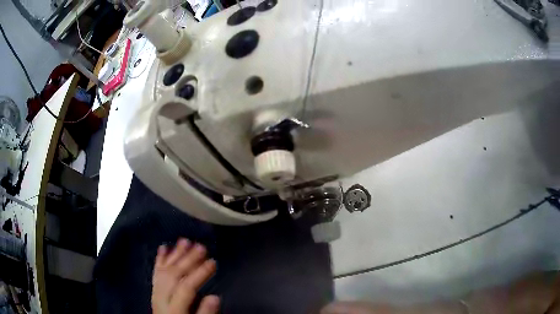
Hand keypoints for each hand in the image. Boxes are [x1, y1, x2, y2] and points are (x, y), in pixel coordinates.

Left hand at [152, 238, 219, 313]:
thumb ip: (205, 313)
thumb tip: (214, 296)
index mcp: (174, 308)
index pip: (186, 287)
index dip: (200, 273)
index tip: (213, 261)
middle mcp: (162, 298)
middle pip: (173, 275)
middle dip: (188, 260)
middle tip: (201, 246)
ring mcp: (156, 293)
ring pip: (163, 271)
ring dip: (174, 255)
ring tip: (185, 241)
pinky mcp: (154, 291)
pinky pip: (155, 273)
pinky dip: (159, 259)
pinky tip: (164, 247)